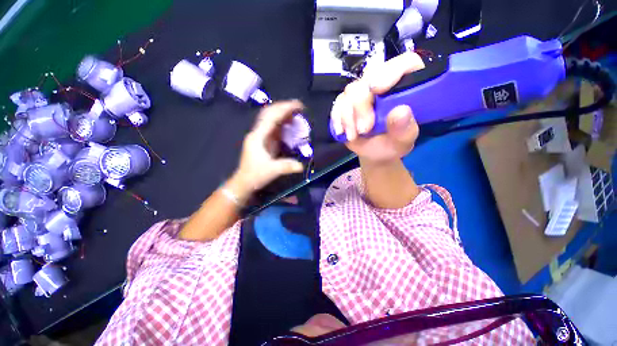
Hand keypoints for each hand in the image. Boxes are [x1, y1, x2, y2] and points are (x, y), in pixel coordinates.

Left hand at [230, 100, 304, 201]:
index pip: (271, 117)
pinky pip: (274, 127)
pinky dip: (283, 122)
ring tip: (297, 113)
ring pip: (271, 118)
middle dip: (284, 107)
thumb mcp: (272, 171)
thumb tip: (301, 166)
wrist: (244, 182)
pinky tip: (291, 123)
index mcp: (258, 137)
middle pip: (269, 113)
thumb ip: (286, 166)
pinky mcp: (264, 140)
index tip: (298, 105)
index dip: (285, 109)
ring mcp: (260, 136)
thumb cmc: (255, 175)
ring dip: (284, 113)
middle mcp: (258, 132)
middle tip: (300, 107)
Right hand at [330, 52, 424, 162]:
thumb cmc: (392, 144)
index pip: (406, 63)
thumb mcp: (402, 141)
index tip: (377, 89)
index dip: (391, 71)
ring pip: (350, 91)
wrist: (374, 153)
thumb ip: (405, 129)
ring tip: (353, 136)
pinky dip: (337, 118)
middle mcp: (383, 86)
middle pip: (369, 77)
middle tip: (364, 129)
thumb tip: (401, 111)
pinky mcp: (346, 103)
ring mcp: (362, 94)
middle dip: (362, 105)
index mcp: (406, 88)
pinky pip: (337, 103)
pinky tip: (342, 131)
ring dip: (348, 115)